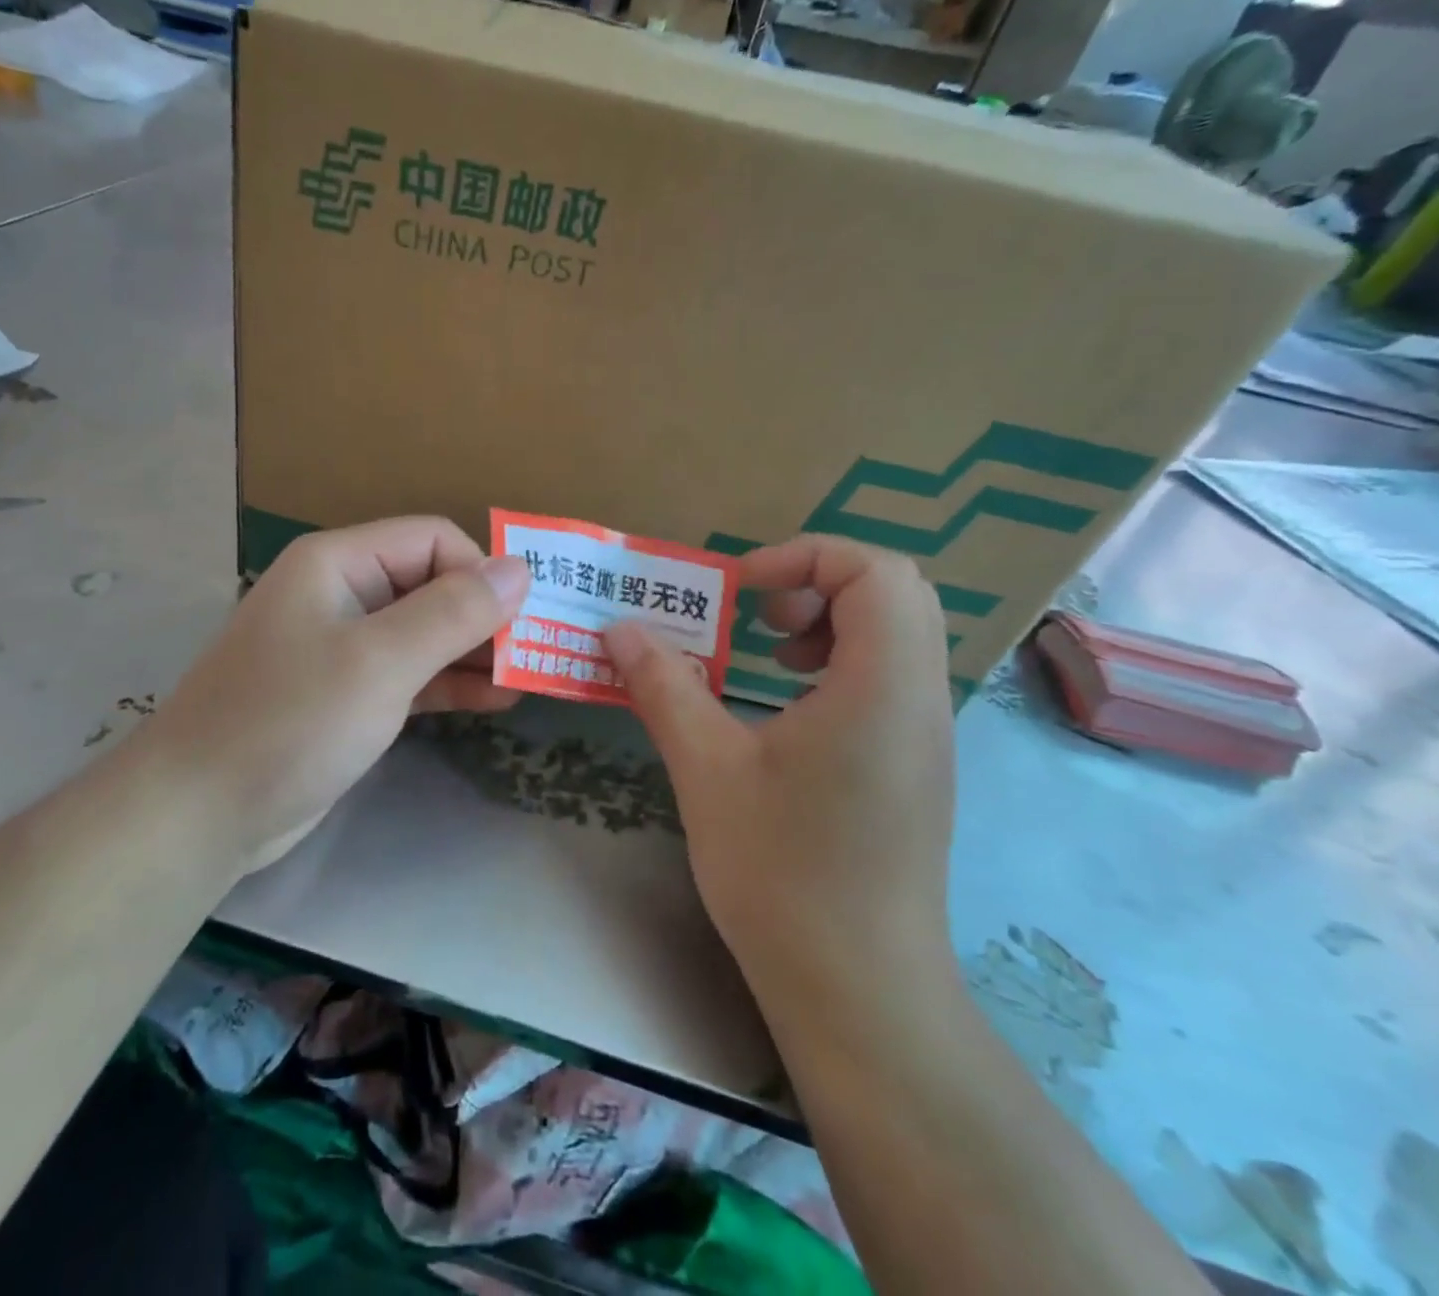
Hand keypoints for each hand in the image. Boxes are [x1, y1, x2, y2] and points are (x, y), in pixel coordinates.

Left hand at [147, 518, 530, 872]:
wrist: (201, 813)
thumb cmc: (291, 721)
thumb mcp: (380, 662)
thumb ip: (453, 612)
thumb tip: (520, 568)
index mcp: (339, 563)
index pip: (431, 539)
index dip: (479, 572)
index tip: (518, 622)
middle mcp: (341, 594)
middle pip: (431, 584)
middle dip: (485, 615)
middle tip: (538, 652)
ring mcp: (343, 647)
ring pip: (425, 633)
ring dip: (475, 652)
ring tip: (529, 677)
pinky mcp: (347, 696)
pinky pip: (411, 674)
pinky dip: (451, 683)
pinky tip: (496, 699)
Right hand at [602, 536, 955, 1000]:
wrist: (858, 989)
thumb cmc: (781, 872)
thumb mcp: (706, 768)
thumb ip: (663, 685)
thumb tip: (619, 630)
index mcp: (881, 686)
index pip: (876, 570)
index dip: (805, 556)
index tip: (741, 589)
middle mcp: (921, 699)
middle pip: (897, 593)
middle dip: (819, 583)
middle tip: (758, 618)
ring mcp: (927, 736)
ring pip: (899, 635)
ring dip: (832, 621)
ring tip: (771, 658)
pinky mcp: (916, 767)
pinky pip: (894, 679)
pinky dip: (843, 662)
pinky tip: (789, 711)